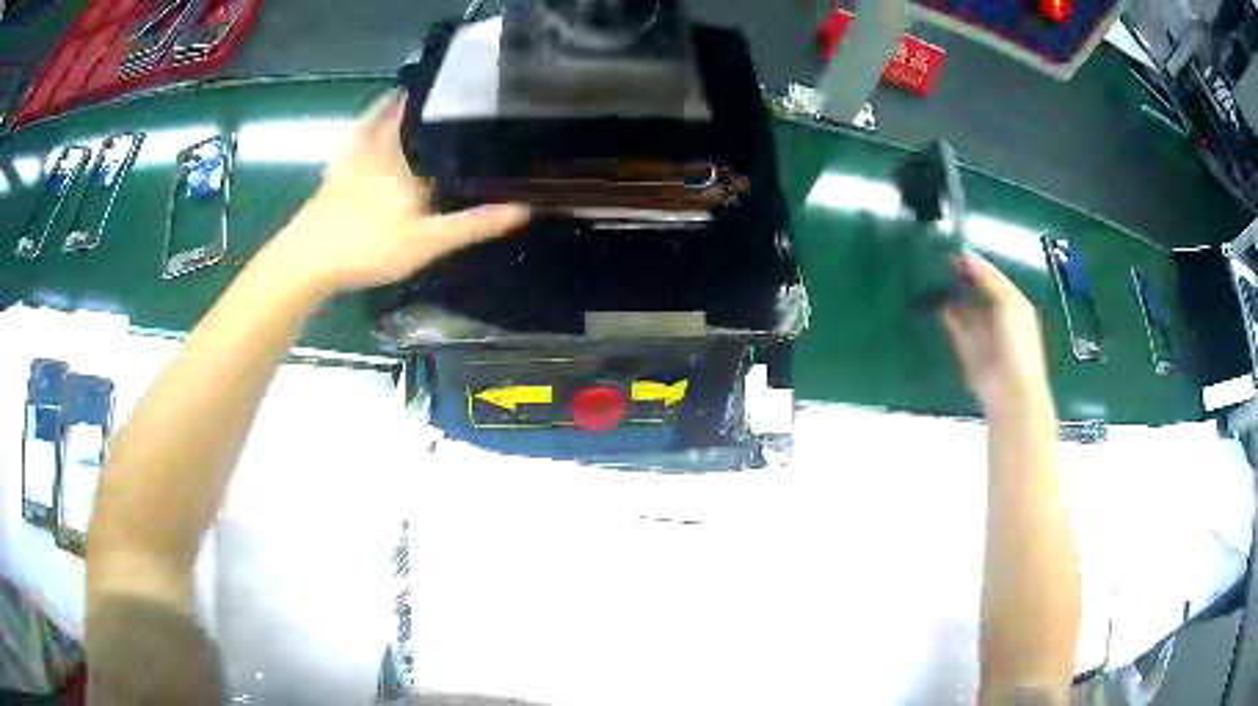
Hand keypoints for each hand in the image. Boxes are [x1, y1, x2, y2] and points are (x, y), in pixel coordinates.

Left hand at [267, 89, 529, 294]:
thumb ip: (471, 225)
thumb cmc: (368, 249)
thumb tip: (523, 209)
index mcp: (409, 165)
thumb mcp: (426, 243)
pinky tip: (362, 129)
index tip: (476, 100)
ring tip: (406, 94)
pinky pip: (350, 143)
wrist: (307, 261)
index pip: (438, 132)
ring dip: (390, 108)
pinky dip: (359, 130)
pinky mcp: (333, 176)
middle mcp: (383, 153)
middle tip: (441, 93)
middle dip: (421, 103)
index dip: (456, 115)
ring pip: (376, 125)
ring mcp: (354, 162)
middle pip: (404, 120)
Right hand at [942, 254, 1052, 413]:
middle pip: (980, 294)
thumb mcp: (1007, 303)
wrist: (1011, 390)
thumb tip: (969, 258)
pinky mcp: (969, 352)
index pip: (995, 279)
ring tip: (937, 283)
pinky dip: (950, 319)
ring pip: (968, 311)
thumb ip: (988, 280)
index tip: (956, 254)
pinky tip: (940, 307)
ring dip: (955, 298)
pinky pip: (958, 331)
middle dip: (965, 281)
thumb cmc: (1017, 343)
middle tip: (944, 265)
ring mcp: (985, 336)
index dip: (978, 266)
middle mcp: (1001, 318)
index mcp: (1015, 304)